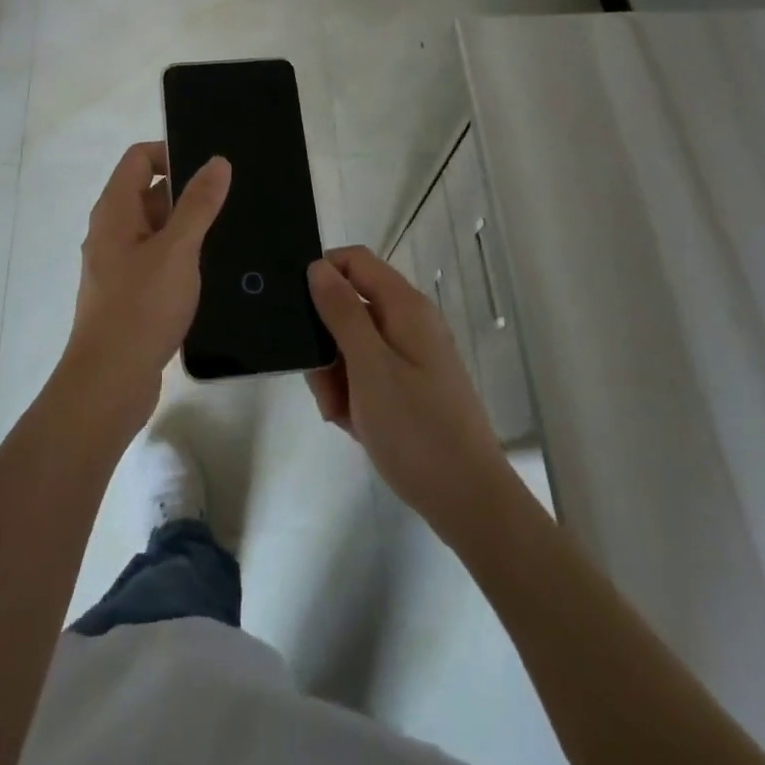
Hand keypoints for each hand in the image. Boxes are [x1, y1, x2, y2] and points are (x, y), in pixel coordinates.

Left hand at [60, 141, 231, 431]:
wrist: (109, 384)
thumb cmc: (140, 308)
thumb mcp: (177, 250)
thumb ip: (198, 204)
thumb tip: (217, 161)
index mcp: (114, 210)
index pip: (139, 158)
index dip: (172, 153)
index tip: (210, 169)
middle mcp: (111, 231)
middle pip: (149, 193)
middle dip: (188, 194)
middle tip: (231, 202)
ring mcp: (118, 264)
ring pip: (156, 230)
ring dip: (187, 228)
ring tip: (230, 235)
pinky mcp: (129, 294)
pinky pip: (157, 260)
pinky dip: (180, 258)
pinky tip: (211, 272)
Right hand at [306, 246, 515, 537]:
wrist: (469, 503)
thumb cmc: (415, 429)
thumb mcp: (368, 366)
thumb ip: (341, 311)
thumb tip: (317, 267)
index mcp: (404, 307)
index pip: (354, 261)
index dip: (322, 273)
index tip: (296, 310)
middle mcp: (410, 323)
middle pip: (350, 306)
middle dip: (325, 340)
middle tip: (319, 383)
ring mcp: (412, 357)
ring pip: (354, 344)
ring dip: (335, 374)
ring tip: (338, 414)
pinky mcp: (411, 388)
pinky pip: (369, 374)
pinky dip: (353, 394)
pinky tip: (352, 424)